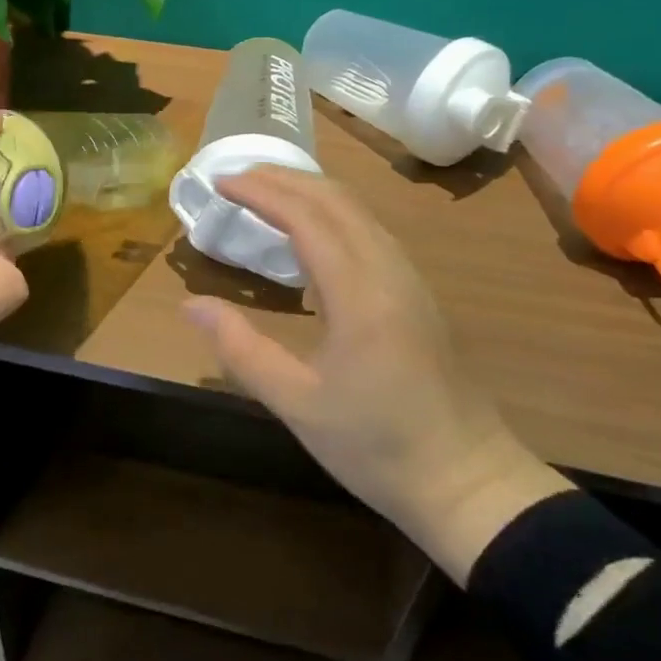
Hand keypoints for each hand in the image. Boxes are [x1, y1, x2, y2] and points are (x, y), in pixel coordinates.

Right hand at [182, 167, 571, 583]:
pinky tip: (310, 232)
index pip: (306, 217)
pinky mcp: (417, 293)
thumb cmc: (377, 447)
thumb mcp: (297, 404)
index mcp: (359, 293)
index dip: (261, 192)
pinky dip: (332, 212)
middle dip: (283, 179)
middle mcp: (388, 271)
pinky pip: (370, 230)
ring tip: (265, 193)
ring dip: (309, 191)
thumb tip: (192, 304)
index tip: (221, 183)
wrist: (469, 481)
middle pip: (335, 200)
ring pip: (358, 211)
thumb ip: (241, 349)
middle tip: (235, 179)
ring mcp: (409, 279)